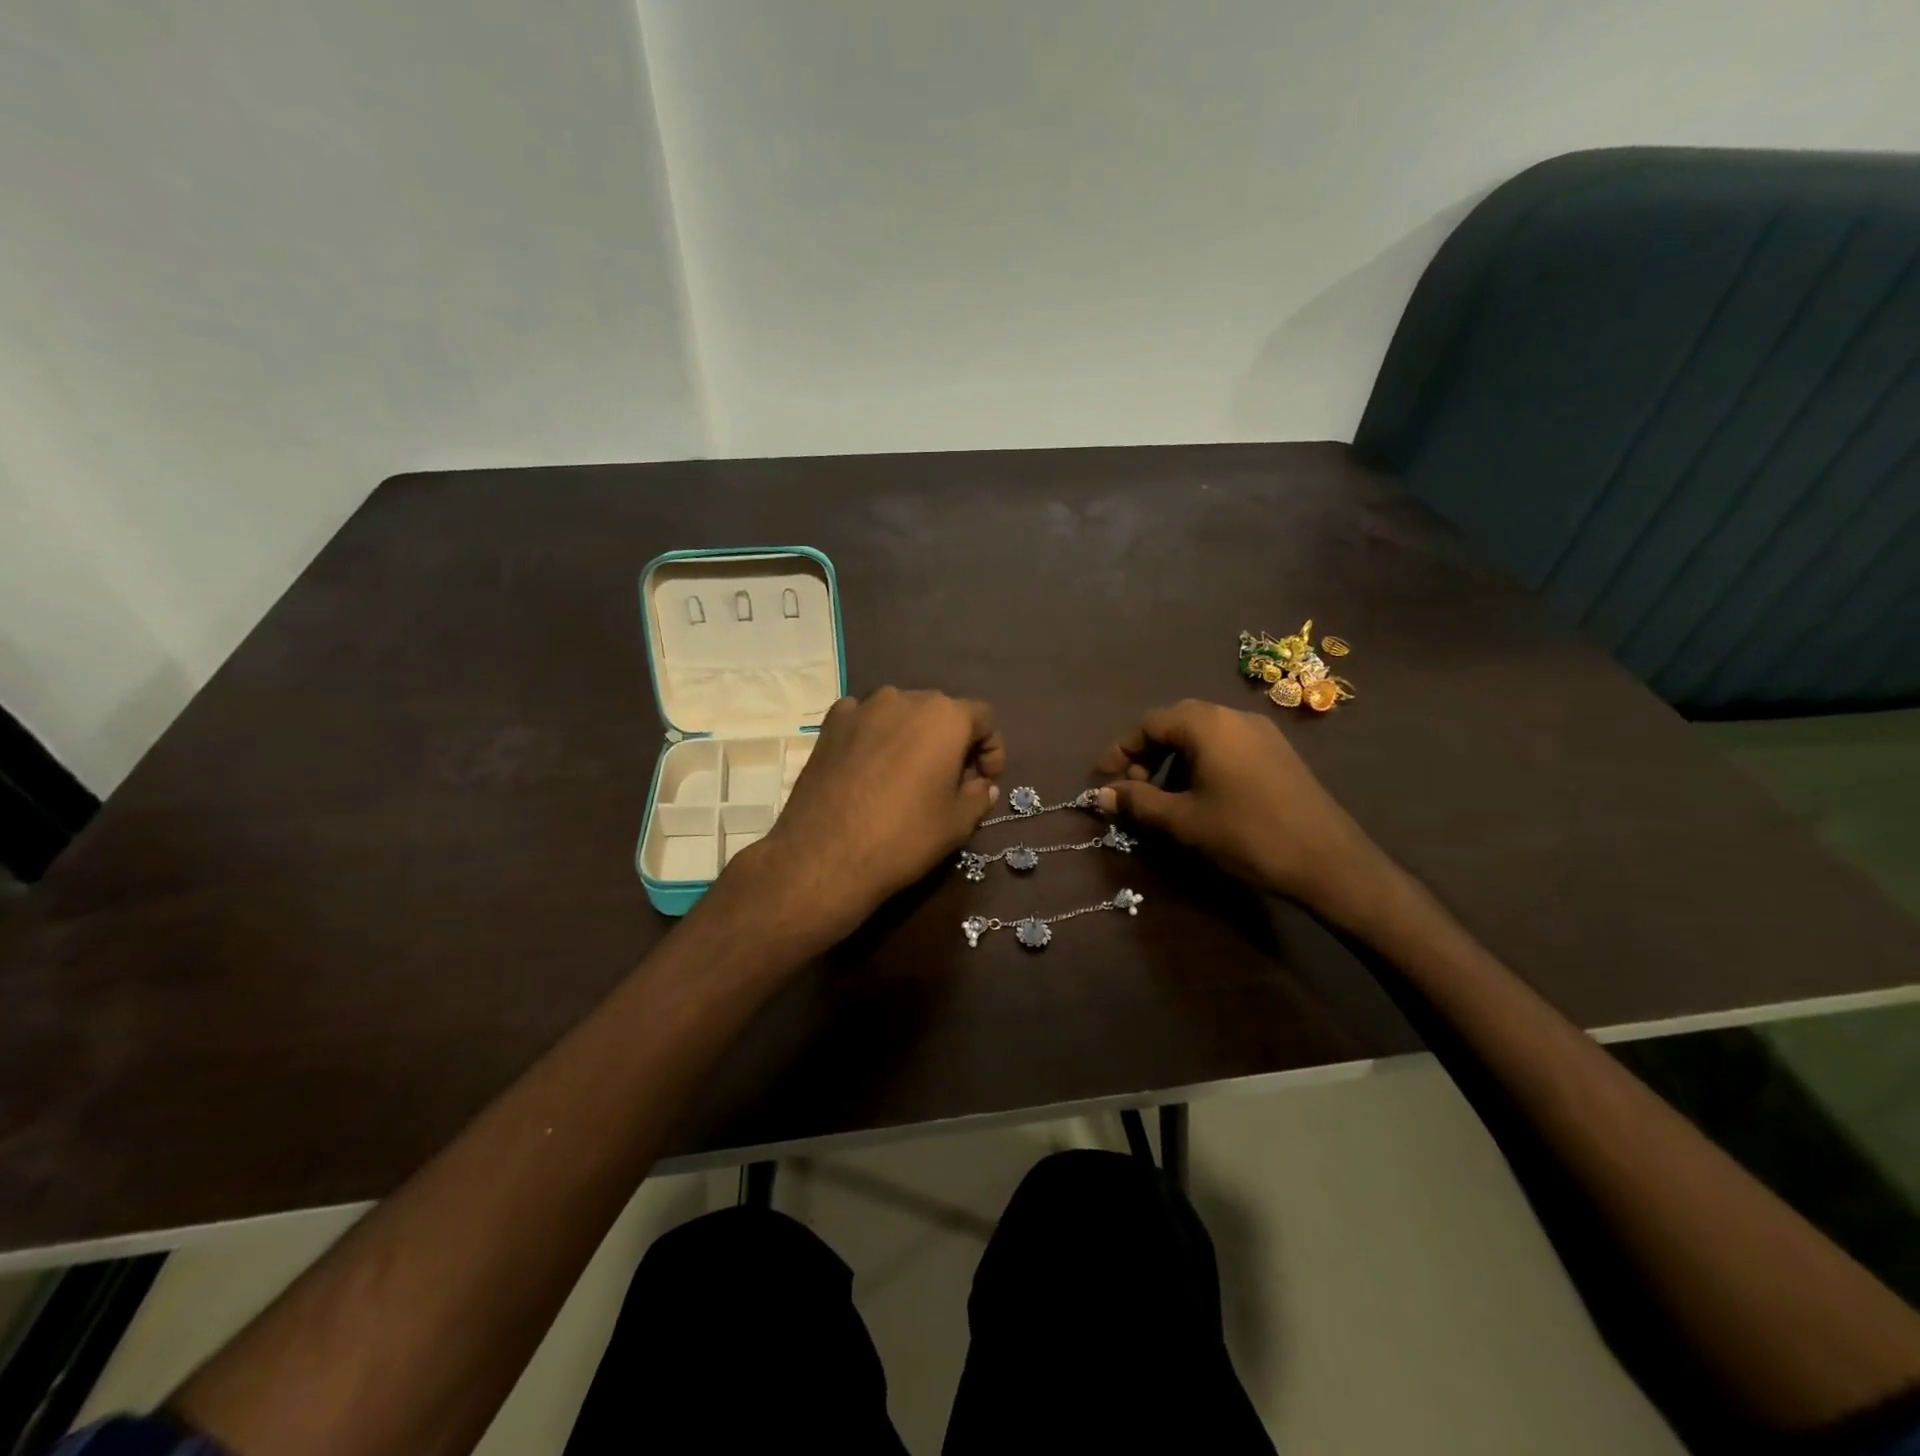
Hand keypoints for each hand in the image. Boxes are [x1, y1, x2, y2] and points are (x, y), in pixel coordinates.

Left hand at [735, 688, 1004, 946]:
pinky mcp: (829, 725)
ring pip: (901, 714)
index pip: (983, 718)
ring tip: (907, 775)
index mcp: (945, 716)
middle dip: (951, 742)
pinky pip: (863, 720)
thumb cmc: (904, 836)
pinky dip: (874, 736)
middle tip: (950, 780)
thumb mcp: (959, 823)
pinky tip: (869, 766)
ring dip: (912, 737)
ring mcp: (862, 708)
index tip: (984, 780)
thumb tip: (982, 785)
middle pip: (940, 712)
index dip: (991, 749)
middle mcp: (904, 698)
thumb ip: (980, 795)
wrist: (825, 856)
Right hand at [1095, 699, 1392, 923]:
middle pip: (1176, 723)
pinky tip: (1203, 797)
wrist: (1328, 860)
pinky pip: (1227, 745)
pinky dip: (1203, 763)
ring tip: (1166, 798)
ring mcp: (1261, 732)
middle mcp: (1233, 716)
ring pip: (1203, 735)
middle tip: (1134, 787)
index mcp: (1207, 725)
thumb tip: (1101, 794)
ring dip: (1175, 760)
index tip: (1105, 780)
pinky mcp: (1278, 752)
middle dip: (1147, 754)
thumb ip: (1137, 802)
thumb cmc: (1246, 835)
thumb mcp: (1182, 820)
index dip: (1121, 750)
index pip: (1149, 723)